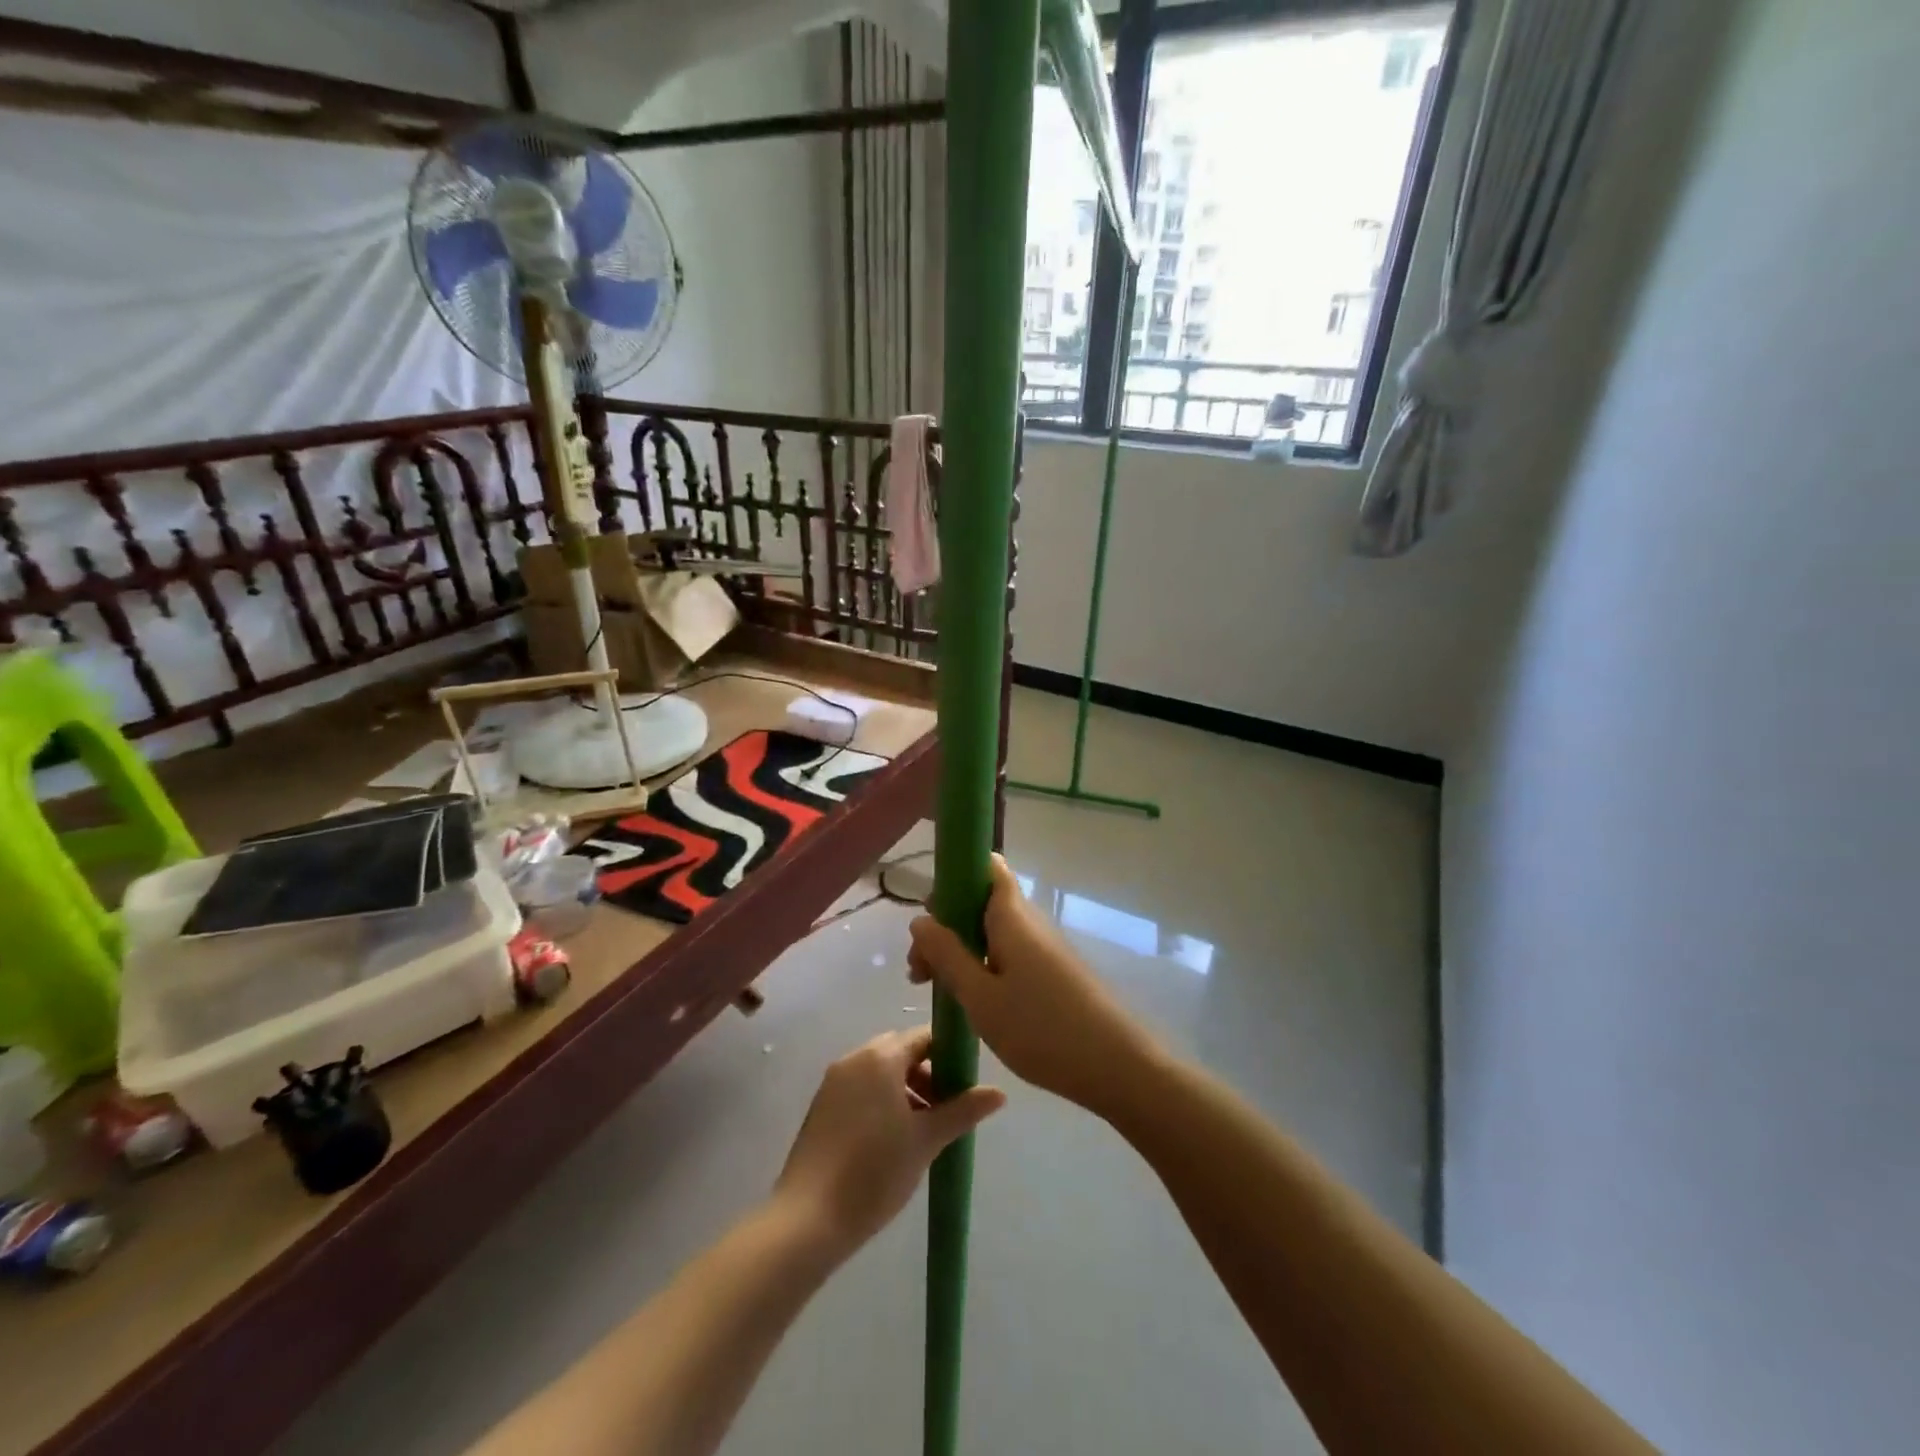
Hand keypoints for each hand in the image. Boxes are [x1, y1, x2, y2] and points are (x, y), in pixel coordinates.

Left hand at [773, 1026, 1004, 1257]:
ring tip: (923, 1132)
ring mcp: (833, 1082)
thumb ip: (963, 1110)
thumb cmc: (875, 1171)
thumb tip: (999, 1092)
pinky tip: (892, 1141)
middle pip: (901, 1052)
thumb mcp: (927, 1140)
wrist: (808, 1219)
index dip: (950, 1055)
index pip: (924, 1037)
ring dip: (906, 1091)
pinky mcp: (821, 1107)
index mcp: (881, 1057)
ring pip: (880, 1072)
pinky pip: (861, 1090)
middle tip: (946, 1112)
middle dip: (928, 1075)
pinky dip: (881, 1102)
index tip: (966, 1085)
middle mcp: (854, 1058)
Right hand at [908, 855, 1159, 1116]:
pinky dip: (984, 966)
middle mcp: (1029, 921)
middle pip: (981, 901)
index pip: (986, 865)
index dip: (954, 877)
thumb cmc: (1042, 1029)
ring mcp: (1044, 946)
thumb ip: (947, 955)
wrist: (1117, 1066)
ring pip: (993, 930)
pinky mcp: (1053, 971)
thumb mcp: (981, 997)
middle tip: (921, 971)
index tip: (929, 916)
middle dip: (946, 925)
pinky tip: (973, 1001)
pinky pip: (1009, 952)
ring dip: (961, 950)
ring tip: (939, 990)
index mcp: (1011, 915)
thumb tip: (920, 919)